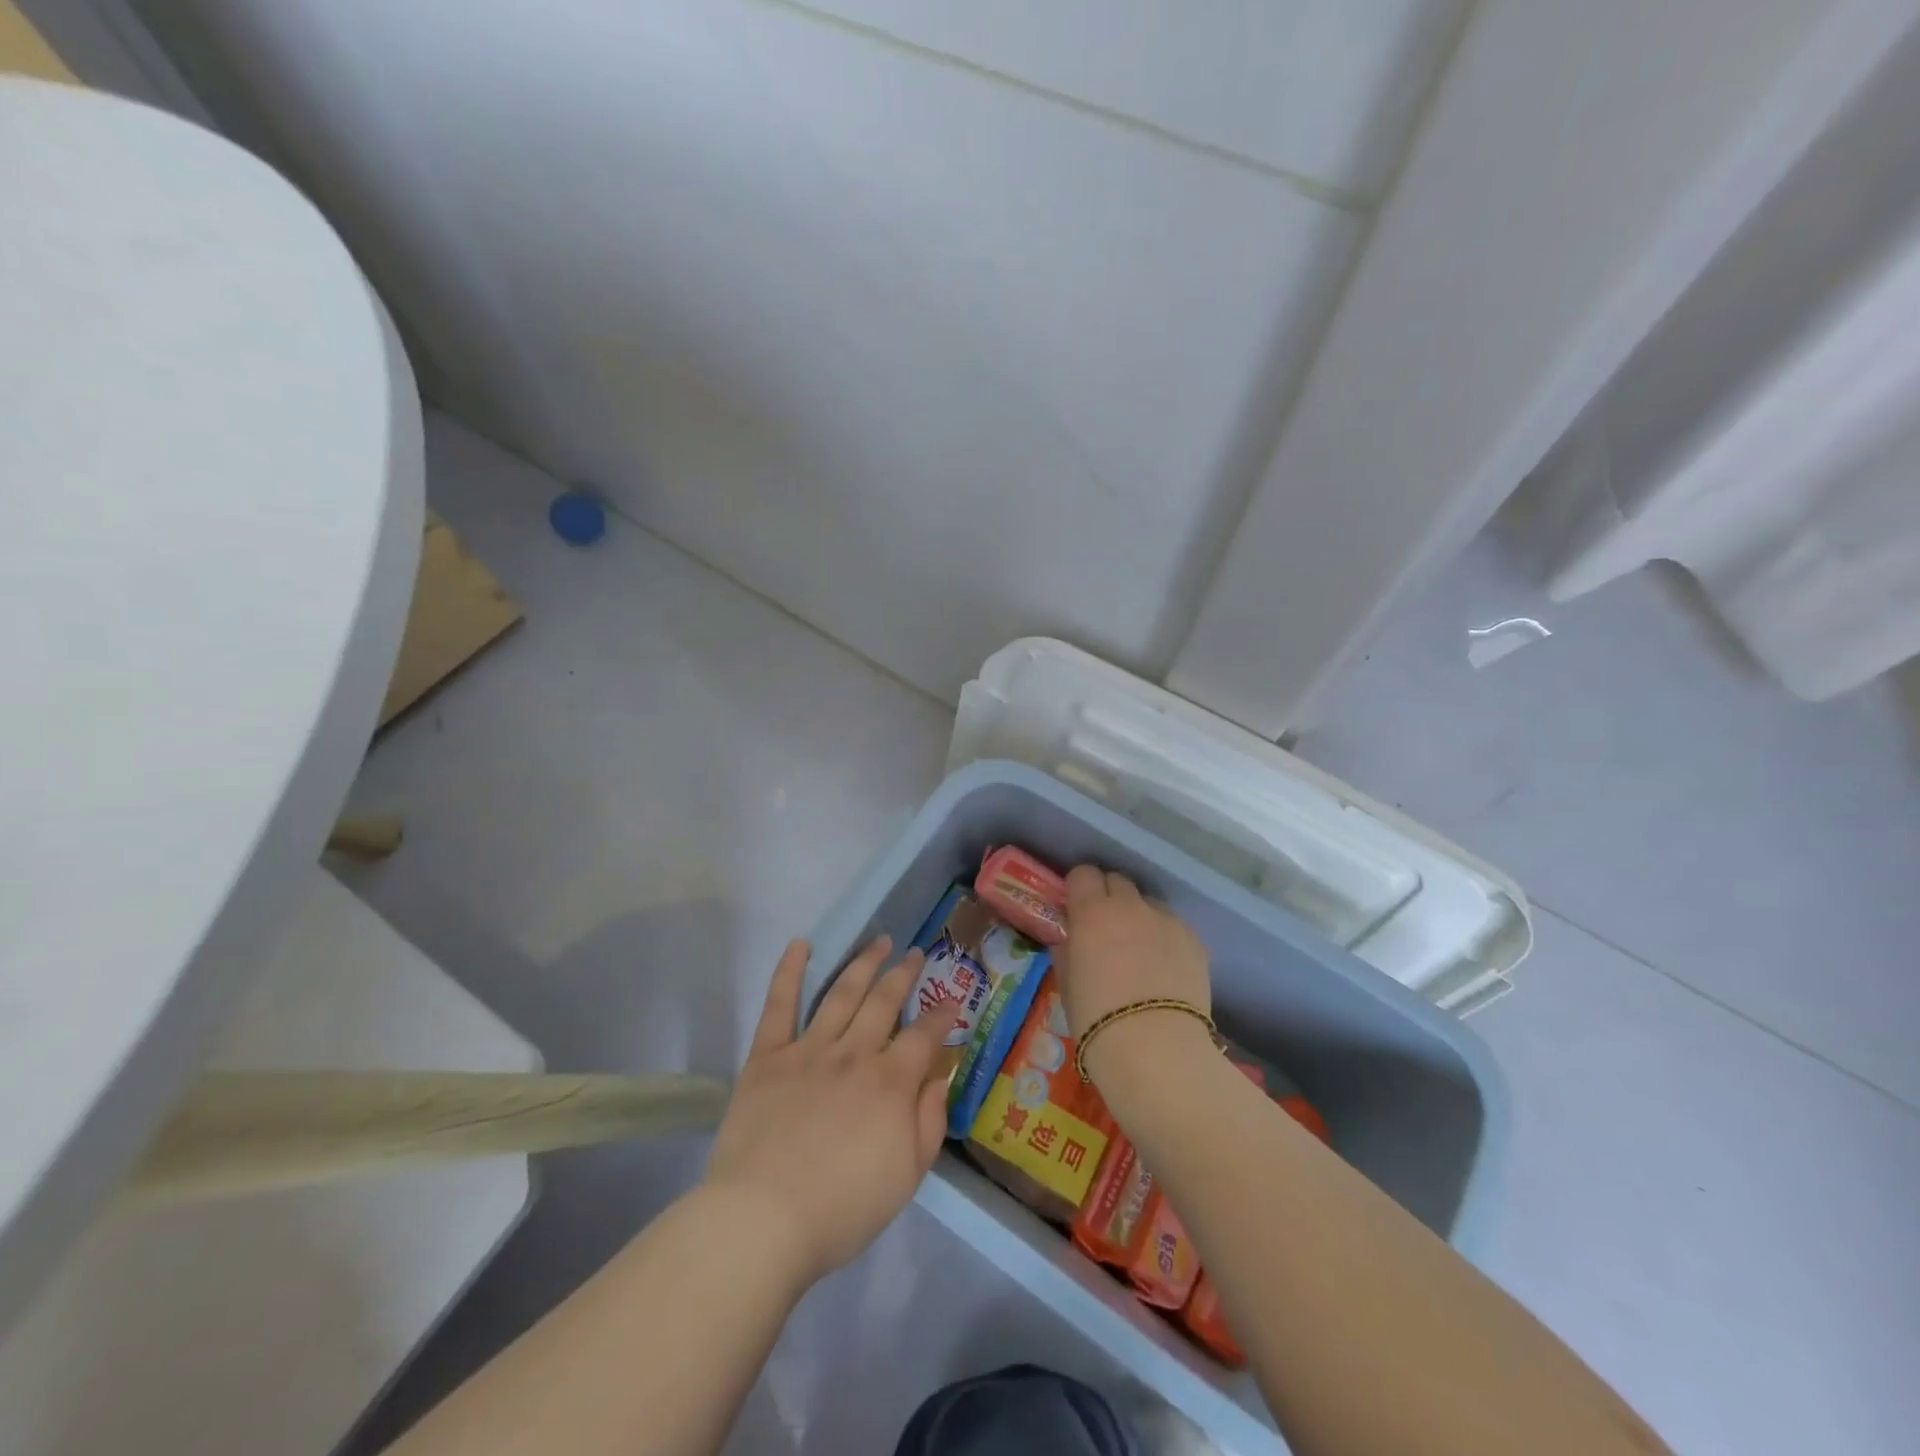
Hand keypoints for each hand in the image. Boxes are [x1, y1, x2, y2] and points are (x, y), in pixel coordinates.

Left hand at [702, 935, 960, 1285]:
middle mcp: (854, 1053)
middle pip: (885, 1002)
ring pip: (842, 993)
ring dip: (863, 963)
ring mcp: (809, 1050)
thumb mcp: (907, 1177)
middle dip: (904, 974)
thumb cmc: (842, 1209)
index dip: (941, 1016)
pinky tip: (800, 944)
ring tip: (879, 942)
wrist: (763, 1220)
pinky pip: (779, 1005)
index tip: (951, 1000)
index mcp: (891, 1082)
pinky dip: (789, 971)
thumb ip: (930, 1122)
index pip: (924, 1036)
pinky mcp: (768, 1056)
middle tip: (915, 953)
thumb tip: (940, 1078)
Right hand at [1058, 866, 1211, 1038]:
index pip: (1083, 874)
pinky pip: (1173, 926)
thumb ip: (1067, 951)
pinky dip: (1164, 938)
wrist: (1156, 1050)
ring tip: (1138, 951)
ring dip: (1138, 916)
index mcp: (1092, 912)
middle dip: (1108, 897)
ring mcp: (1166, 921)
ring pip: (1148, 903)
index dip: (1078, 889)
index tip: (1075, 909)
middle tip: (1104, 928)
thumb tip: (1071, 939)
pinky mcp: (1194, 940)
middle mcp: (1130, 906)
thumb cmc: (1097, 1019)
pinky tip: (1163, 970)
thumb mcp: (1067, 985)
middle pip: (1117, 881)